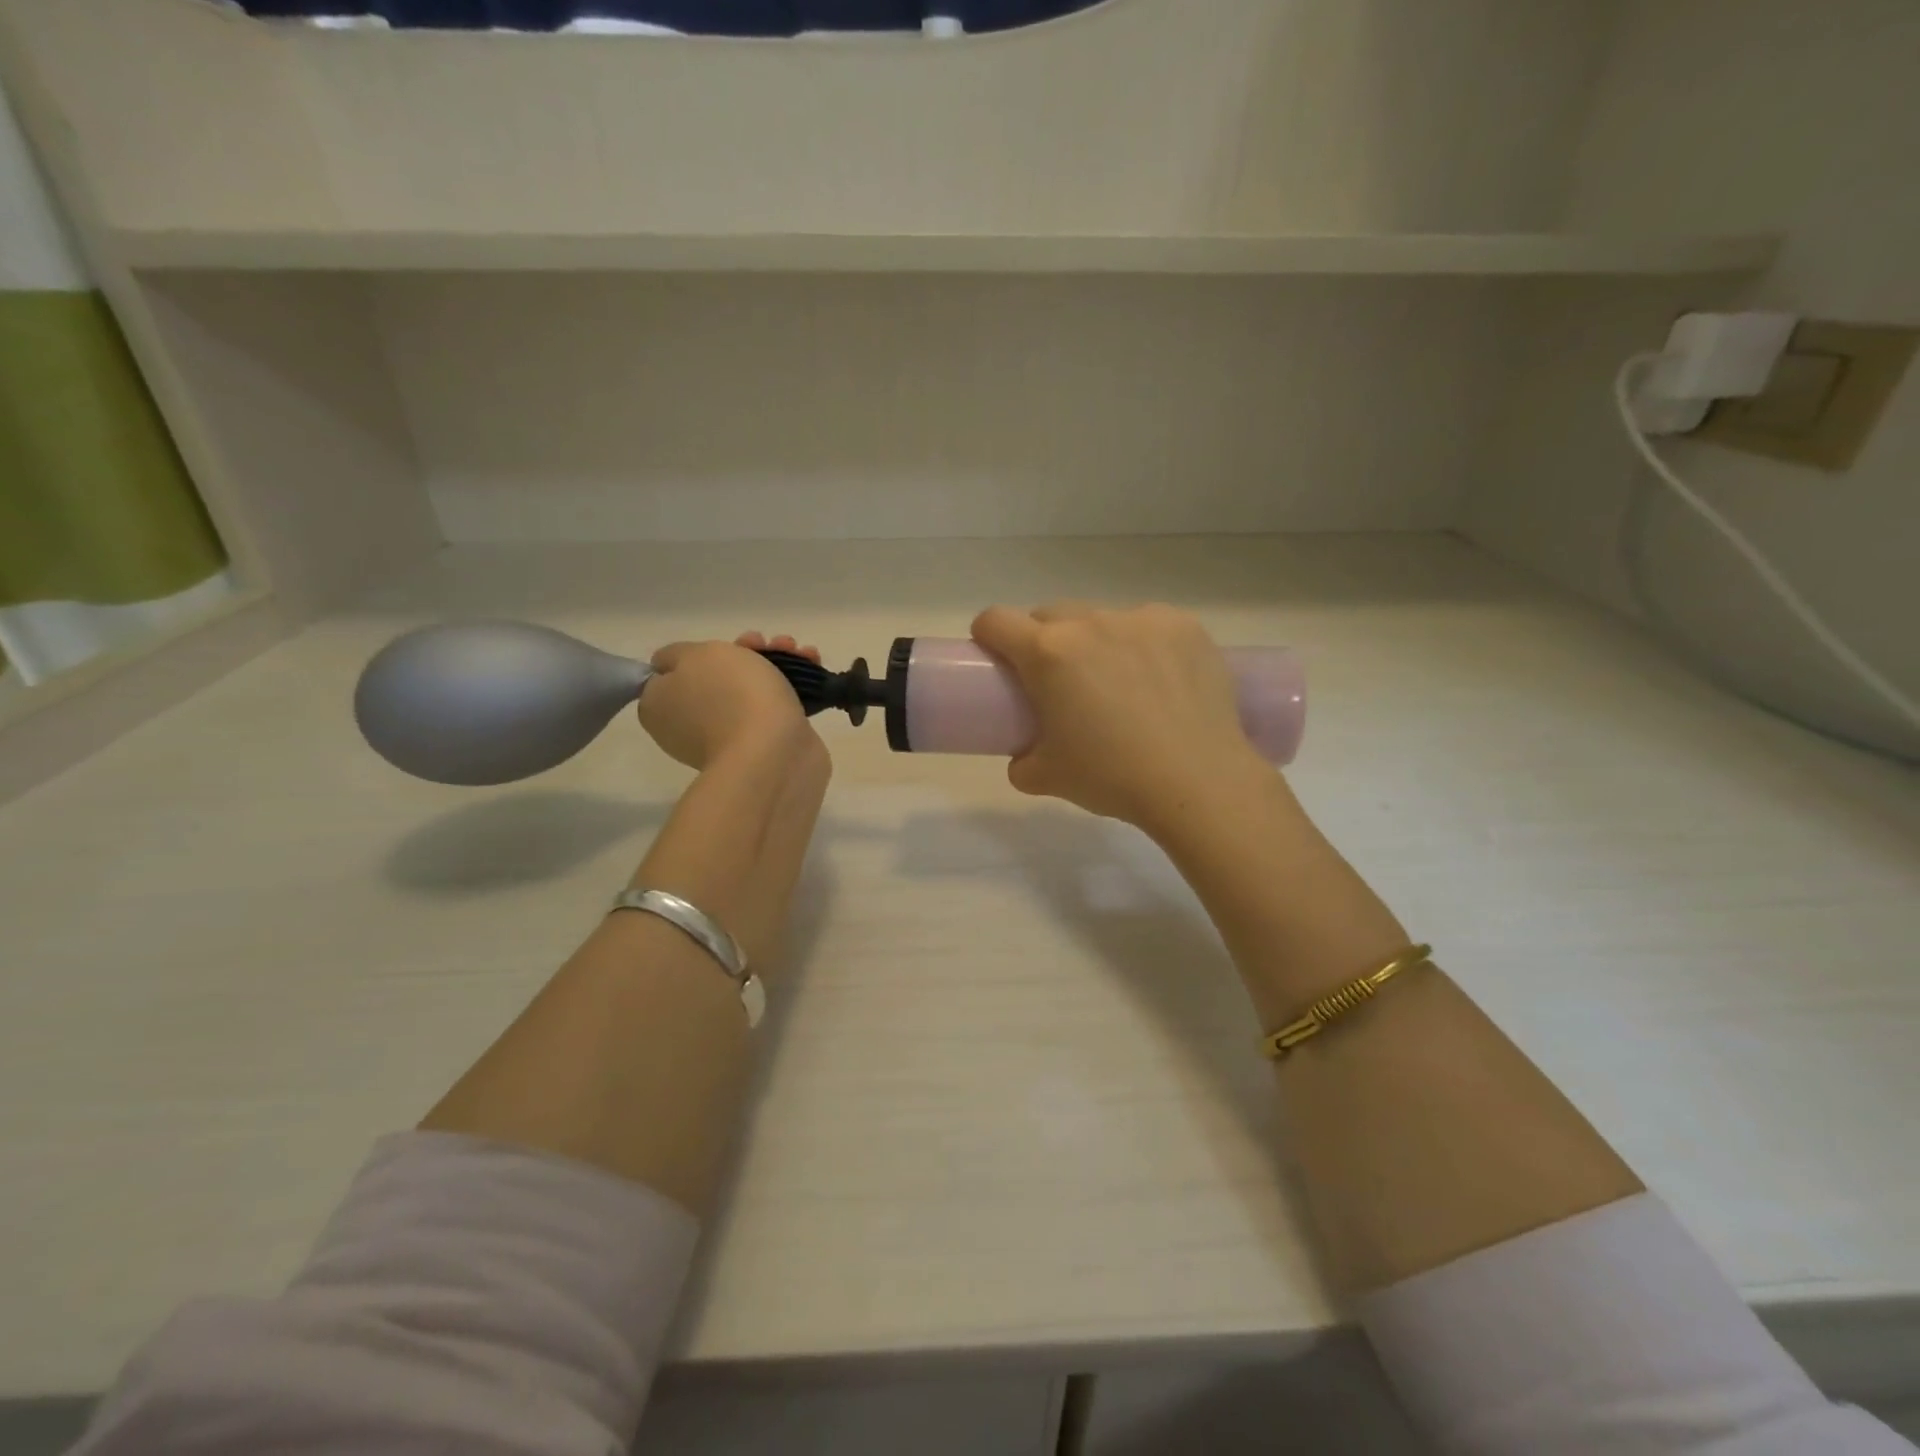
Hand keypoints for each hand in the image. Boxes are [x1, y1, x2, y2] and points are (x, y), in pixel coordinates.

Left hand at [640, 632, 820, 770]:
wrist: (774, 752)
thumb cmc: (730, 696)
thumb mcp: (694, 655)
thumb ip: (676, 654)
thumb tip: (671, 667)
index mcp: (660, 707)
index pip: (671, 675)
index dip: (700, 654)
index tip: (726, 645)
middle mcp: (689, 725)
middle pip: (716, 678)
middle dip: (747, 654)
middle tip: (767, 644)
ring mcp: (728, 738)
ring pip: (749, 690)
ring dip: (776, 665)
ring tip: (802, 652)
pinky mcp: (765, 746)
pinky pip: (774, 708)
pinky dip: (792, 687)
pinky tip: (813, 668)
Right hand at [970, 603, 1266, 834]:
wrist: (1197, 782)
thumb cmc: (1111, 777)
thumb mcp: (1047, 778)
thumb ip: (1022, 761)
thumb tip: (1024, 756)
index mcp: (1048, 652)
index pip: (995, 620)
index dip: (987, 636)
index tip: (996, 658)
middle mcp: (1091, 622)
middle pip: (1049, 614)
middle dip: (1043, 640)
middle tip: (1059, 682)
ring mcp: (1142, 619)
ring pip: (1102, 619)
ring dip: (1096, 642)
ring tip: (1120, 686)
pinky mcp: (1184, 626)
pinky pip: (1149, 626)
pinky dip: (1144, 646)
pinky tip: (1162, 682)